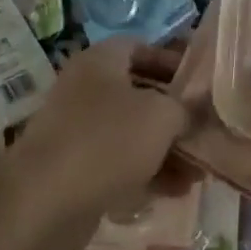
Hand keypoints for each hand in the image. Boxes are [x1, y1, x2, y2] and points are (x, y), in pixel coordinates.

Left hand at [3, 38, 192, 249]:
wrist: (44, 201)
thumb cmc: (107, 142)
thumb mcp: (161, 116)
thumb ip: (185, 108)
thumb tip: (195, 111)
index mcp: (100, 62)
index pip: (140, 47)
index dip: (172, 61)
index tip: (201, 84)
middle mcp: (86, 90)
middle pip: (139, 93)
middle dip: (175, 113)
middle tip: (206, 130)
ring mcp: (78, 130)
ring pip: (131, 133)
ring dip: (166, 149)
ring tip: (200, 171)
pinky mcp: (75, 169)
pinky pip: (119, 164)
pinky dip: (147, 173)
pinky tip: (176, 192)